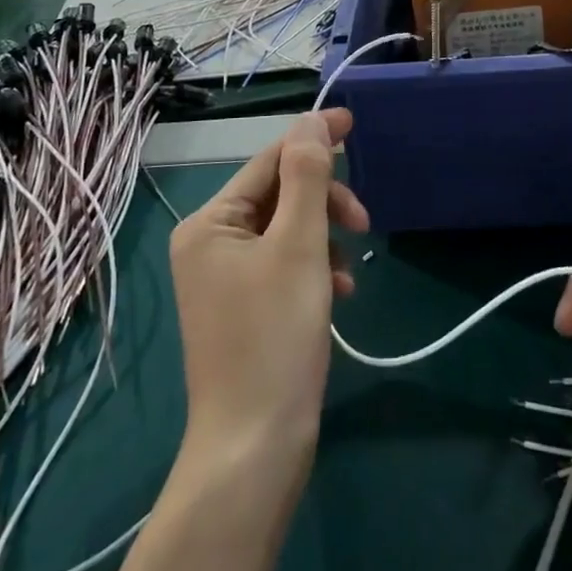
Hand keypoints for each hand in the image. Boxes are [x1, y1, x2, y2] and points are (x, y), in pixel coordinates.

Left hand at [169, 109, 365, 480]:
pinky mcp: (244, 308)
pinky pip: (284, 265)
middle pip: (278, 196)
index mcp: (209, 223)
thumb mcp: (298, 247)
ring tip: (349, 269)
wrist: (253, 449)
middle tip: (362, 221)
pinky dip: (315, 269)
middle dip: (323, 202)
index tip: (354, 123)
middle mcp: (209, 244)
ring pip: (287, 231)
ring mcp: (225, 279)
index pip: (269, 161)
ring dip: (323, 237)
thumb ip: (306, 177)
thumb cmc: (275, 338)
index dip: (313, 139)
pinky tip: (339, 293)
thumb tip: (311, 121)